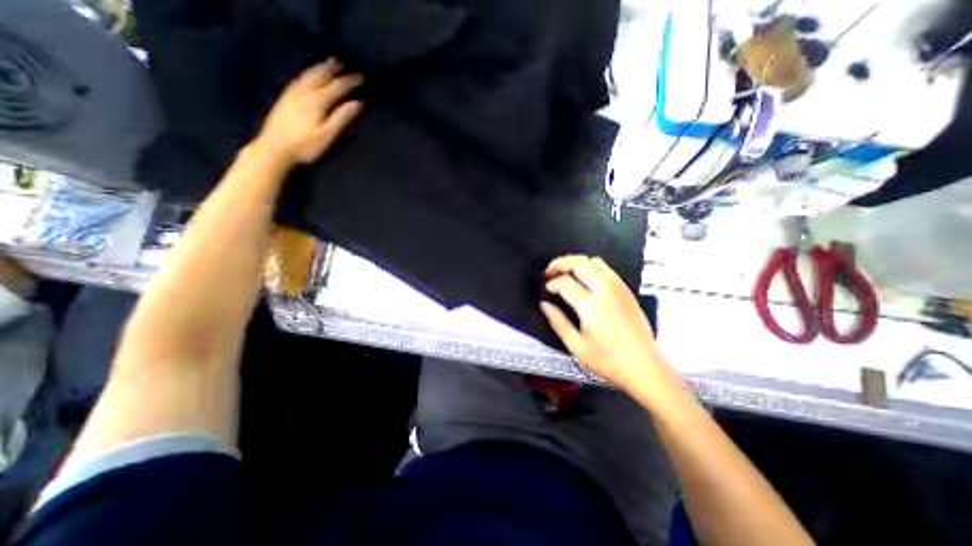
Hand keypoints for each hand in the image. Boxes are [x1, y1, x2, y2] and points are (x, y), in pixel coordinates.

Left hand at [255, 54, 363, 168]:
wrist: (275, 147)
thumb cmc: (306, 145)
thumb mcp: (328, 134)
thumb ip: (342, 118)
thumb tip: (358, 104)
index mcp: (318, 102)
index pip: (337, 88)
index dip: (349, 82)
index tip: (360, 77)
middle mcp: (305, 94)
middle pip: (320, 77)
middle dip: (331, 70)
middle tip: (340, 63)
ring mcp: (292, 95)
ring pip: (307, 77)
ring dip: (317, 69)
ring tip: (325, 65)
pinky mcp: (284, 100)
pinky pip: (296, 81)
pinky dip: (305, 75)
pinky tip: (305, 77)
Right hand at [540, 253, 678, 395]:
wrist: (644, 366)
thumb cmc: (607, 360)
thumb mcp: (576, 346)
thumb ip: (558, 322)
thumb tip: (544, 304)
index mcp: (591, 307)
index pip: (566, 283)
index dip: (552, 283)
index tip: (546, 289)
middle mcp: (605, 291)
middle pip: (581, 263)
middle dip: (561, 264)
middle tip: (550, 272)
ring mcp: (618, 288)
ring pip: (594, 261)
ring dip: (576, 263)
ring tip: (566, 274)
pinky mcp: (626, 290)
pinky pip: (606, 269)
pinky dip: (591, 267)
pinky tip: (585, 280)